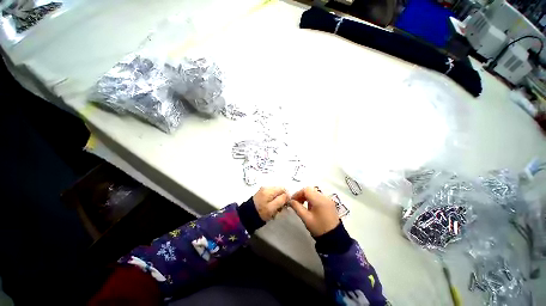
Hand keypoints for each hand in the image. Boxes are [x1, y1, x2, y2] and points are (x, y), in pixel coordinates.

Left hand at [253, 187, 290, 221]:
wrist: (247, 216)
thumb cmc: (261, 212)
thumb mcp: (273, 207)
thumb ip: (282, 200)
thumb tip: (288, 194)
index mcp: (269, 190)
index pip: (283, 188)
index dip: (286, 196)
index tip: (285, 205)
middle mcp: (266, 187)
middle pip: (279, 191)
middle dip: (281, 199)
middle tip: (279, 209)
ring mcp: (263, 190)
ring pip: (275, 194)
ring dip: (277, 201)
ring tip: (274, 210)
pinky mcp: (261, 194)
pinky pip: (270, 195)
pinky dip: (272, 201)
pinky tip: (270, 208)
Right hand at [289, 187, 339, 236]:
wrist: (334, 238)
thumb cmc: (318, 228)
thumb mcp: (306, 218)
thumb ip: (297, 207)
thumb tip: (290, 201)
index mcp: (319, 200)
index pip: (306, 190)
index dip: (298, 193)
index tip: (292, 200)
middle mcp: (324, 197)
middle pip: (310, 190)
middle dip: (302, 195)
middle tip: (296, 202)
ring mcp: (328, 199)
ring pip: (314, 193)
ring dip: (306, 196)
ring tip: (301, 204)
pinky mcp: (330, 203)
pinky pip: (319, 196)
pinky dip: (312, 199)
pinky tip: (309, 207)